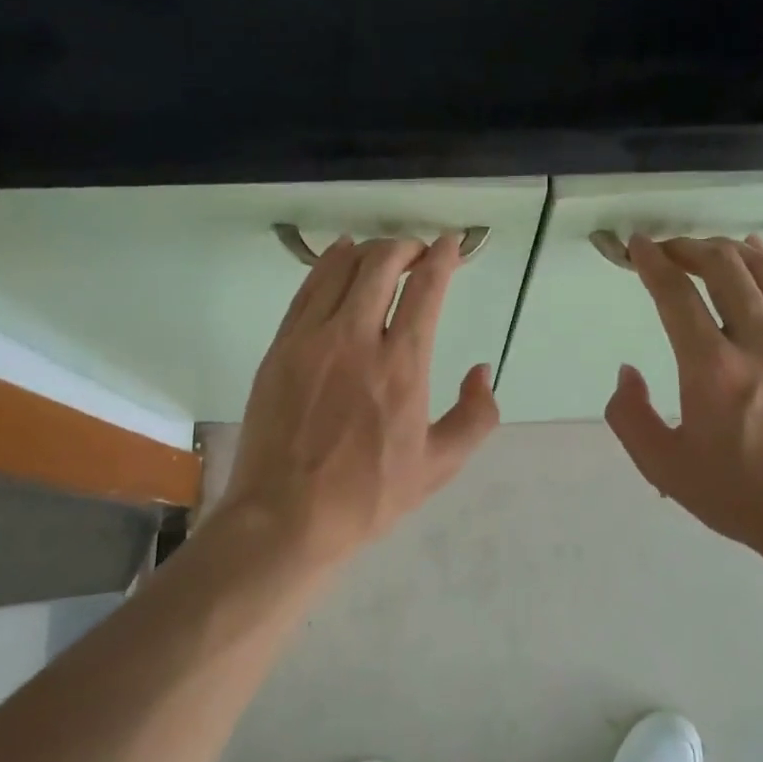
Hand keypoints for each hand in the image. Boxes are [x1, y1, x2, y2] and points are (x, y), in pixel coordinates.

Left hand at [214, 233, 499, 567]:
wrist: (285, 517)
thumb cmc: (367, 496)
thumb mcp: (438, 467)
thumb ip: (475, 416)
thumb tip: (481, 371)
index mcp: (401, 367)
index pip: (426, 289)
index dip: (443, 257)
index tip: (451, 244)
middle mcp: (356, 339)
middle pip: (382, 264)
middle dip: (406, 247)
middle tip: (418, 254)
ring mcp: (312, 339)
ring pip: (342, 268)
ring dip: (370, 251)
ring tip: (383, 255)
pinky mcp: (281, 346)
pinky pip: (308, 288)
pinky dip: (329, 263)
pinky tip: (340, 257)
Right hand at [605, 235, 762, 563]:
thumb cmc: (741, 496)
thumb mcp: (665, 467)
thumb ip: (629, 416)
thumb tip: (627, 372)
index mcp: (713, 370)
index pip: (676, 295)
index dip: (652, 262)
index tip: (636, 245)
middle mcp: (758, 342)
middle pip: (723, 266)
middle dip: (687, 247)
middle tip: (665, 250)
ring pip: (762, 269)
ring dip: (725, 249)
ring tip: (703, 250)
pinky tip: (752, 258)